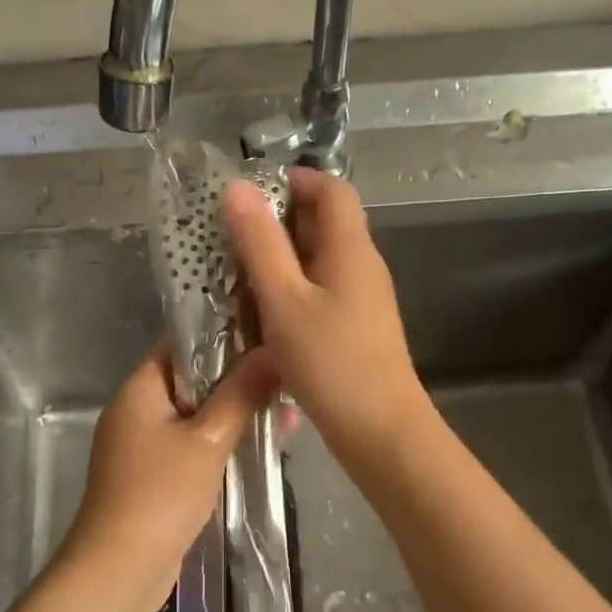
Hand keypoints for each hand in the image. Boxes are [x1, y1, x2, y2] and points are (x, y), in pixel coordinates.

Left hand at [56, 344, 276, 611]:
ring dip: (236, 415)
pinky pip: (192, 445)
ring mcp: (144, 445)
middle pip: (193, 379)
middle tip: (286, 380)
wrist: (119, 571)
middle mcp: (137, 409)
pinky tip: (262, 446)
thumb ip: (241, 393)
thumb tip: (272, 350)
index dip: (223, 335)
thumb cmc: (160, 494)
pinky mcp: (154, 476)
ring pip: (197, 415)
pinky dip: (221, 443)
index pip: (182, 342)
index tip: (267, 335)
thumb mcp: (208, 439)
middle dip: (239, 381)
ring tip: (287, 415)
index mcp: (140, 388)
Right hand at [222, 167, 426, 459]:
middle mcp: (361, 264)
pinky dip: (290, 287)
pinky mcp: (354, 324)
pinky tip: (262, 309)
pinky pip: (319, 288)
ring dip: (280, 256)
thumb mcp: (284, 300)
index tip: (248, 194)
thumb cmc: (332, 362)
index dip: (293, 180)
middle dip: (278, 219)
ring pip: (318, 258)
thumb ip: (260, 243)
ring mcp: (361, 296)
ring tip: (237, 270)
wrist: (380, 431)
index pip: (331, 189)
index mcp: (350, 248)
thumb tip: (237, 188)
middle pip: (324, 221)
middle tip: (231, 233)